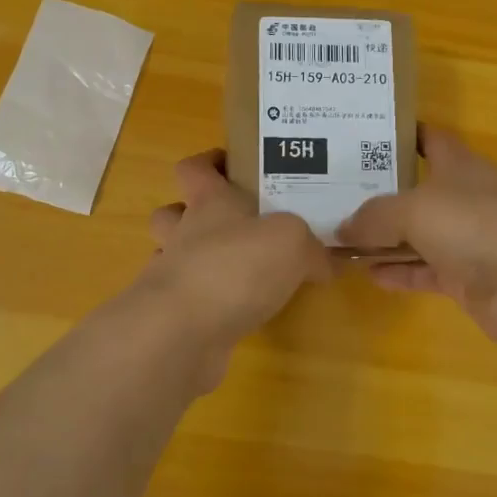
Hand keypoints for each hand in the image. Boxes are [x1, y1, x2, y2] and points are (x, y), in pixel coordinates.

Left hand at [145, 149, 332, 359]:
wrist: (182, 334)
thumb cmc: (235, 267)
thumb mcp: (291, 242)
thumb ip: (310, 247)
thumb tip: (324, 262)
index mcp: (209, 203)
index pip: (194, 168)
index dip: (209, 163)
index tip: (232, 165)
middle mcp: (184, 234)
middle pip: (172, 213)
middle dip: (193, 214)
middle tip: (234, 225)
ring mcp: (172, 277)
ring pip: (175, 258)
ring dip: (198, 261)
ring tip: (237, 271)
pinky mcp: (173, 318)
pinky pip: (188, 301)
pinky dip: (208, 303)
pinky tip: (237, 313)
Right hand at [337, 126, 496, 347]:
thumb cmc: (476, 224)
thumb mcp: (413, 209)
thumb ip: (373, 217)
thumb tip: (341, 229)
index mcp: (459, 165)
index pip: (429, 139)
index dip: (400, 135)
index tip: (362, 137)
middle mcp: (464, 198)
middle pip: (418, 190)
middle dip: (381, 193)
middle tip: (336, 194)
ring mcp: (468, 241)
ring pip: (418, 235)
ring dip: (385, 239)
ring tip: (342, 239)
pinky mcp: (468, 279)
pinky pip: (425, 271)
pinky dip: (400, 272)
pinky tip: (369, 275)